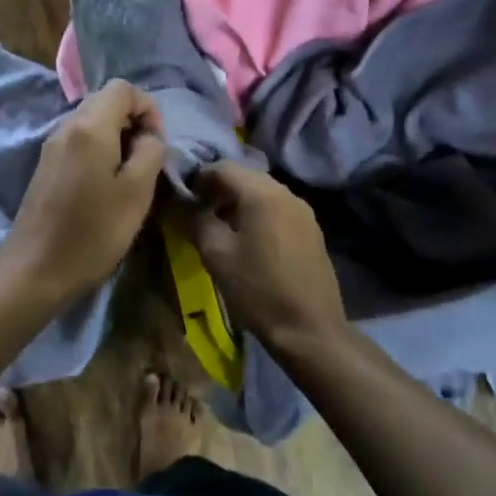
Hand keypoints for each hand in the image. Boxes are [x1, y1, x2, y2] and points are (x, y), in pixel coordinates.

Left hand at [0, 79, 167, 303]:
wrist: (36, 269)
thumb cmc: (93, 231)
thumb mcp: (137, 192)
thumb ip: (150, 152)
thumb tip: (148, 136)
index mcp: (89, 126)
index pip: (123, 88)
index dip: (148, 108)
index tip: (157, 145)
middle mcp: (66, 126)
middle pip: (106, 101)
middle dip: (133, 122)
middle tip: (146, 161)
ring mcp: (51, 146)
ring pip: (92, 123)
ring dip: (118, 139)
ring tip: (129, 177)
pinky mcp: (46, 167)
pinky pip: (79, 143)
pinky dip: (100, 152)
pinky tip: (105, 187)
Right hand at [190, 163, 346, 347]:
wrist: (309, 328)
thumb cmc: (257, 289)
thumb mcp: (216, 255)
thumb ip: (199, 219)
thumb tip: (190, 204)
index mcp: (262, 193)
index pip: (223, 167)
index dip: (198, 177)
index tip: (183, 196)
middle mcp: (286, 193)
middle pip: (245, 176)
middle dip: (218, 188)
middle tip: (198, 209)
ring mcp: (303, 211)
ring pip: (262, 192)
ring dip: (237, 201)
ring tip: (219, 225)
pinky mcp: (311, 230)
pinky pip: (277, 209)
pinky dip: (257, 213)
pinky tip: (247, 238)